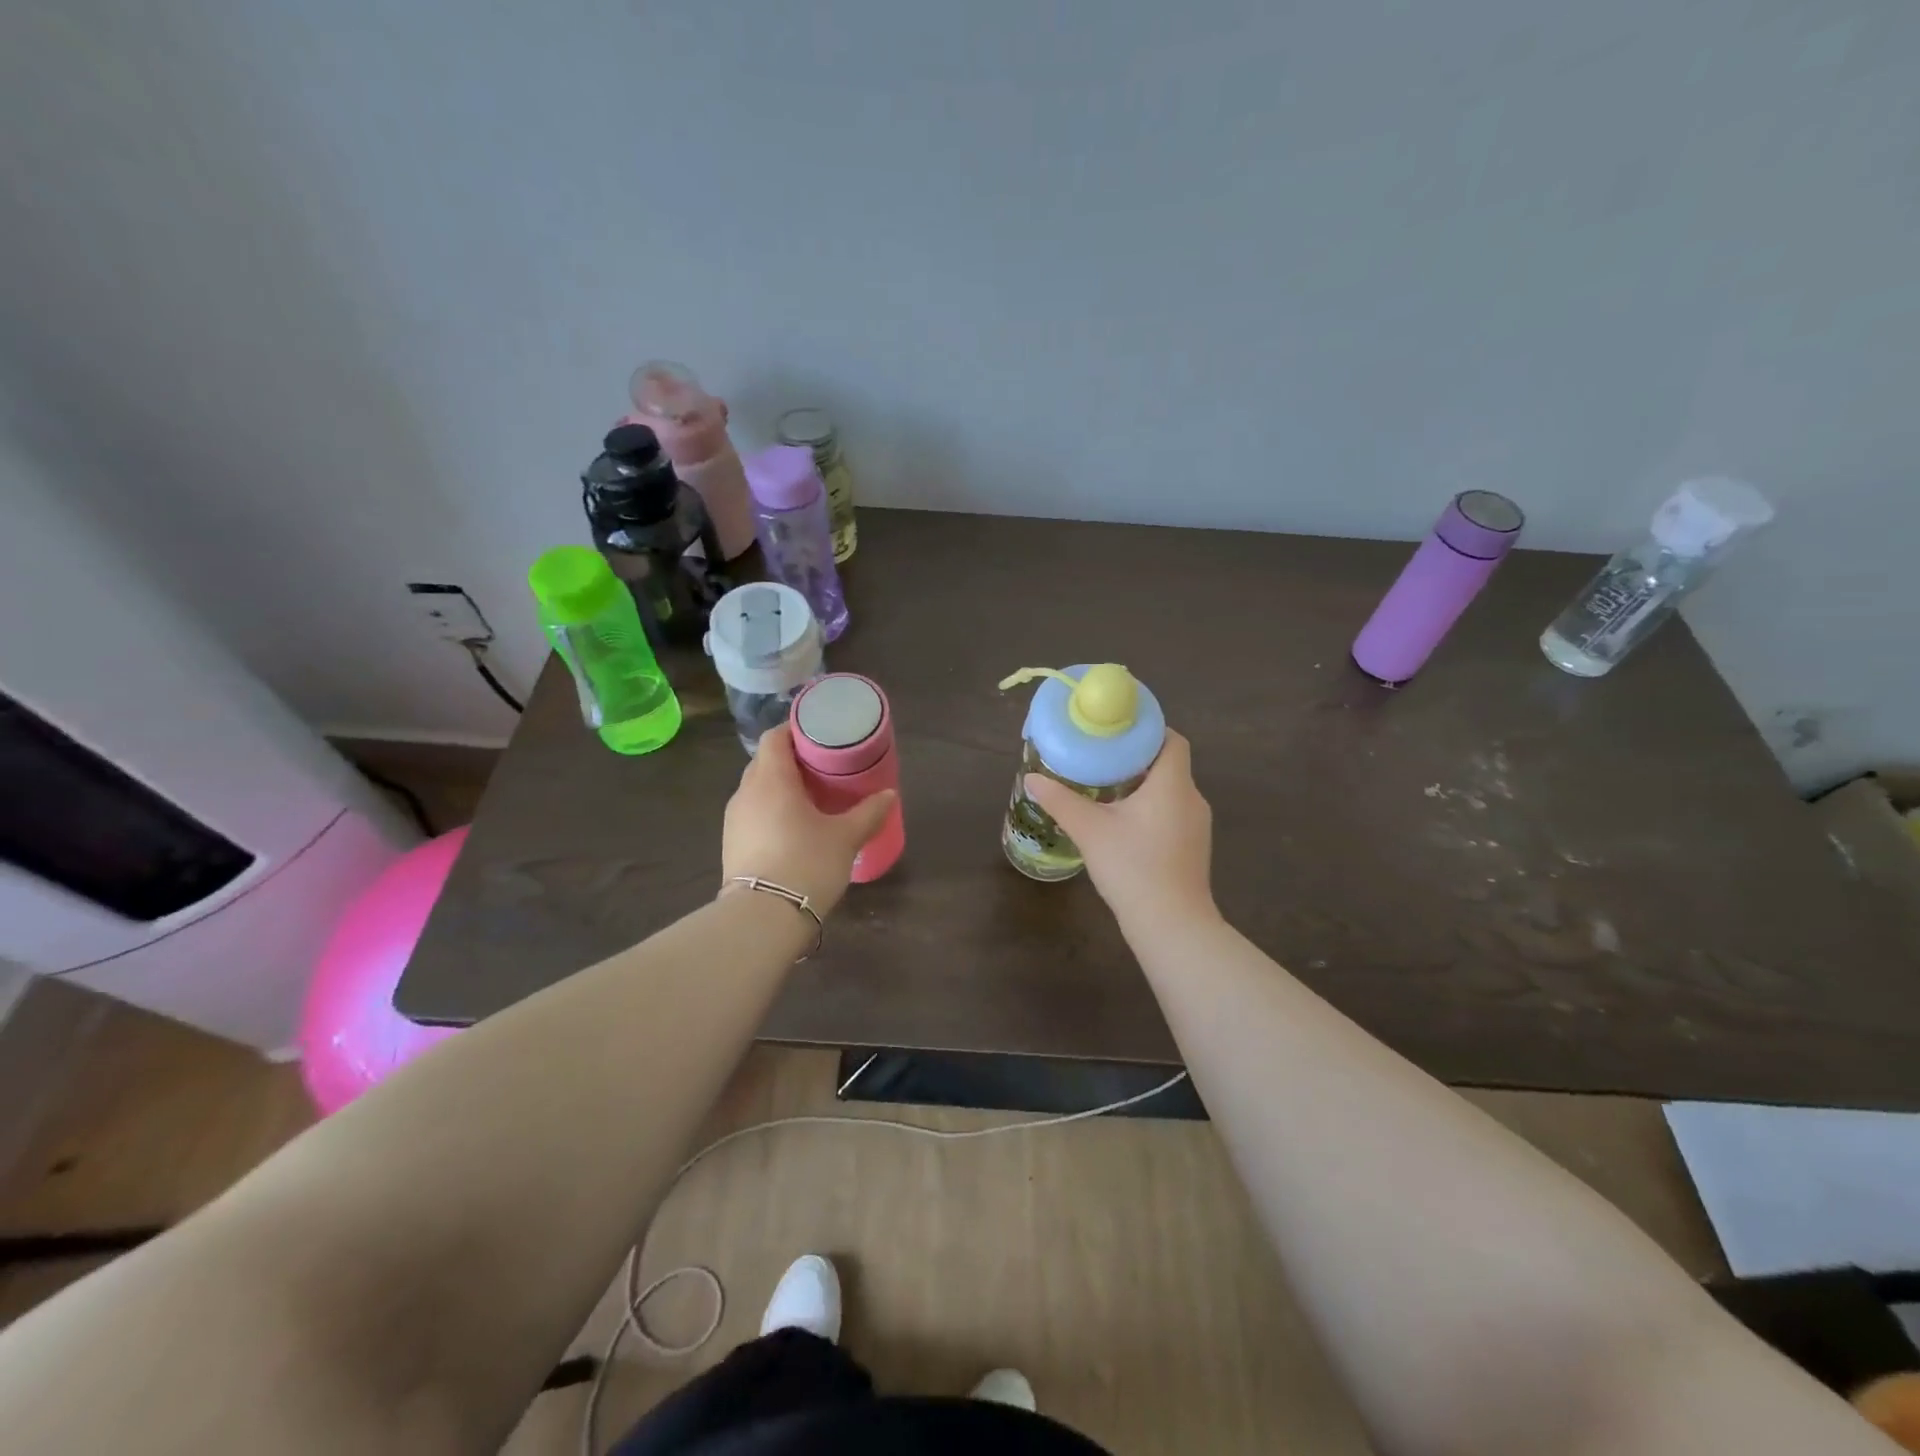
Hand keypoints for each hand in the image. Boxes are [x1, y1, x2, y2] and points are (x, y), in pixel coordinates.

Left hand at [721, 723, 896, 914]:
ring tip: (811, 799)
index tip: (820, 736)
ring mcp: (734, 819)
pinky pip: (753, 814)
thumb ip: (868, 812)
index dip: (796, 731)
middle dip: (792, 761)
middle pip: (766, 762)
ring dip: (781, 788)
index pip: (775, 737)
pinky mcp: (731, 844)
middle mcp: (746, 792)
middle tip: (823, 768)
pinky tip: (793, 828)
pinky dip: (771, 811)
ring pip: (758, 789)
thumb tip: (889, 795)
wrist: (763, 918)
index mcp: (771, 779)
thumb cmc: (806, 864)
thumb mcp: (845, 837)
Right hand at [1025, 730, 1216, 928]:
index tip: (1117, 730)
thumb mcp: (1089, 830)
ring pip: (1170, 791)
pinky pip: (1172, 813)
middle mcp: (1192, 798)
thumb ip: (1060, 800)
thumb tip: (1032, 779)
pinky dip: (1150, 808)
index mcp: (1173, 784)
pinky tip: (1122, 822)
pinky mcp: (1193, 847)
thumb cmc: (1133, 867)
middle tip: (1101, 756)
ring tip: (1106, 786)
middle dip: (1136, 757)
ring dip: (1142, 785)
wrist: (1171, 925)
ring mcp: (1197, 826)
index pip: (1172, 739)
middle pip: (1168, 764)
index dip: (1148, 729)